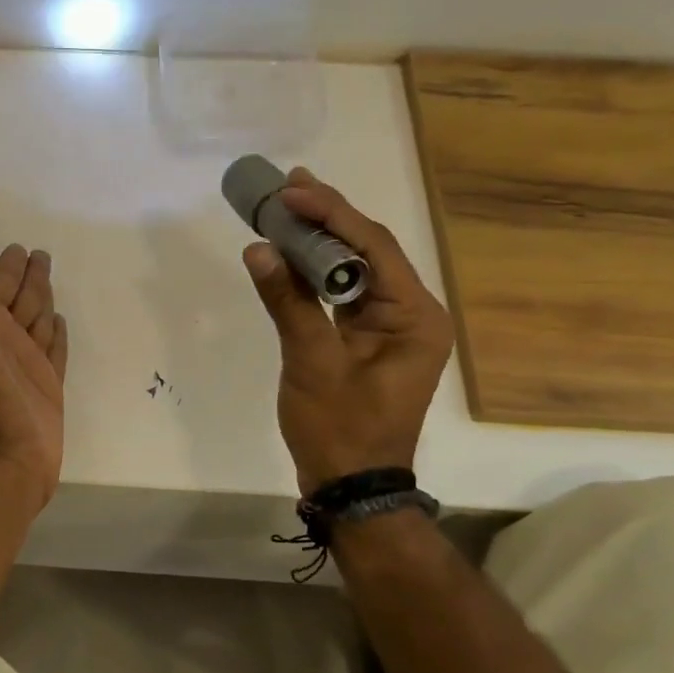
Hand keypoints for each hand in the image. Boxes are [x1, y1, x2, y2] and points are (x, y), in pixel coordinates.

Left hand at [0, 235, 67, 512]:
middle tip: (41, 254)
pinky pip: (56, 350)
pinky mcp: (49, 385)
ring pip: (39, 321)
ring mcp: (27, 364)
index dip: (8, 267)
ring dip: (44, 300)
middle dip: (30, 277)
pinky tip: (60, 322)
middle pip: (22, 300)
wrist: (3, 454)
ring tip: (51, 281)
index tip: (18, 247)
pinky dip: (57, 334)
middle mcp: (4, 341)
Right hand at [241, 169, 453, 492]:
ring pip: (354, 268)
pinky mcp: (367, 338)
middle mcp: (411, 313)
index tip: (291, 191)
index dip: (331, 213)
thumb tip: (258, 248)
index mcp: (415, 316)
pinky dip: (314, 271)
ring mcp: (390, 326)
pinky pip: (342, 293)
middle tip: (288, 185)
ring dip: (319, 240)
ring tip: (286, 206)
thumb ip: (288, 301)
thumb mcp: (312, 363)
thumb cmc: (340, 429)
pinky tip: (290, 250)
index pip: (373, 247)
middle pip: (367, 250)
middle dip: (327, 217)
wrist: (351, 487)